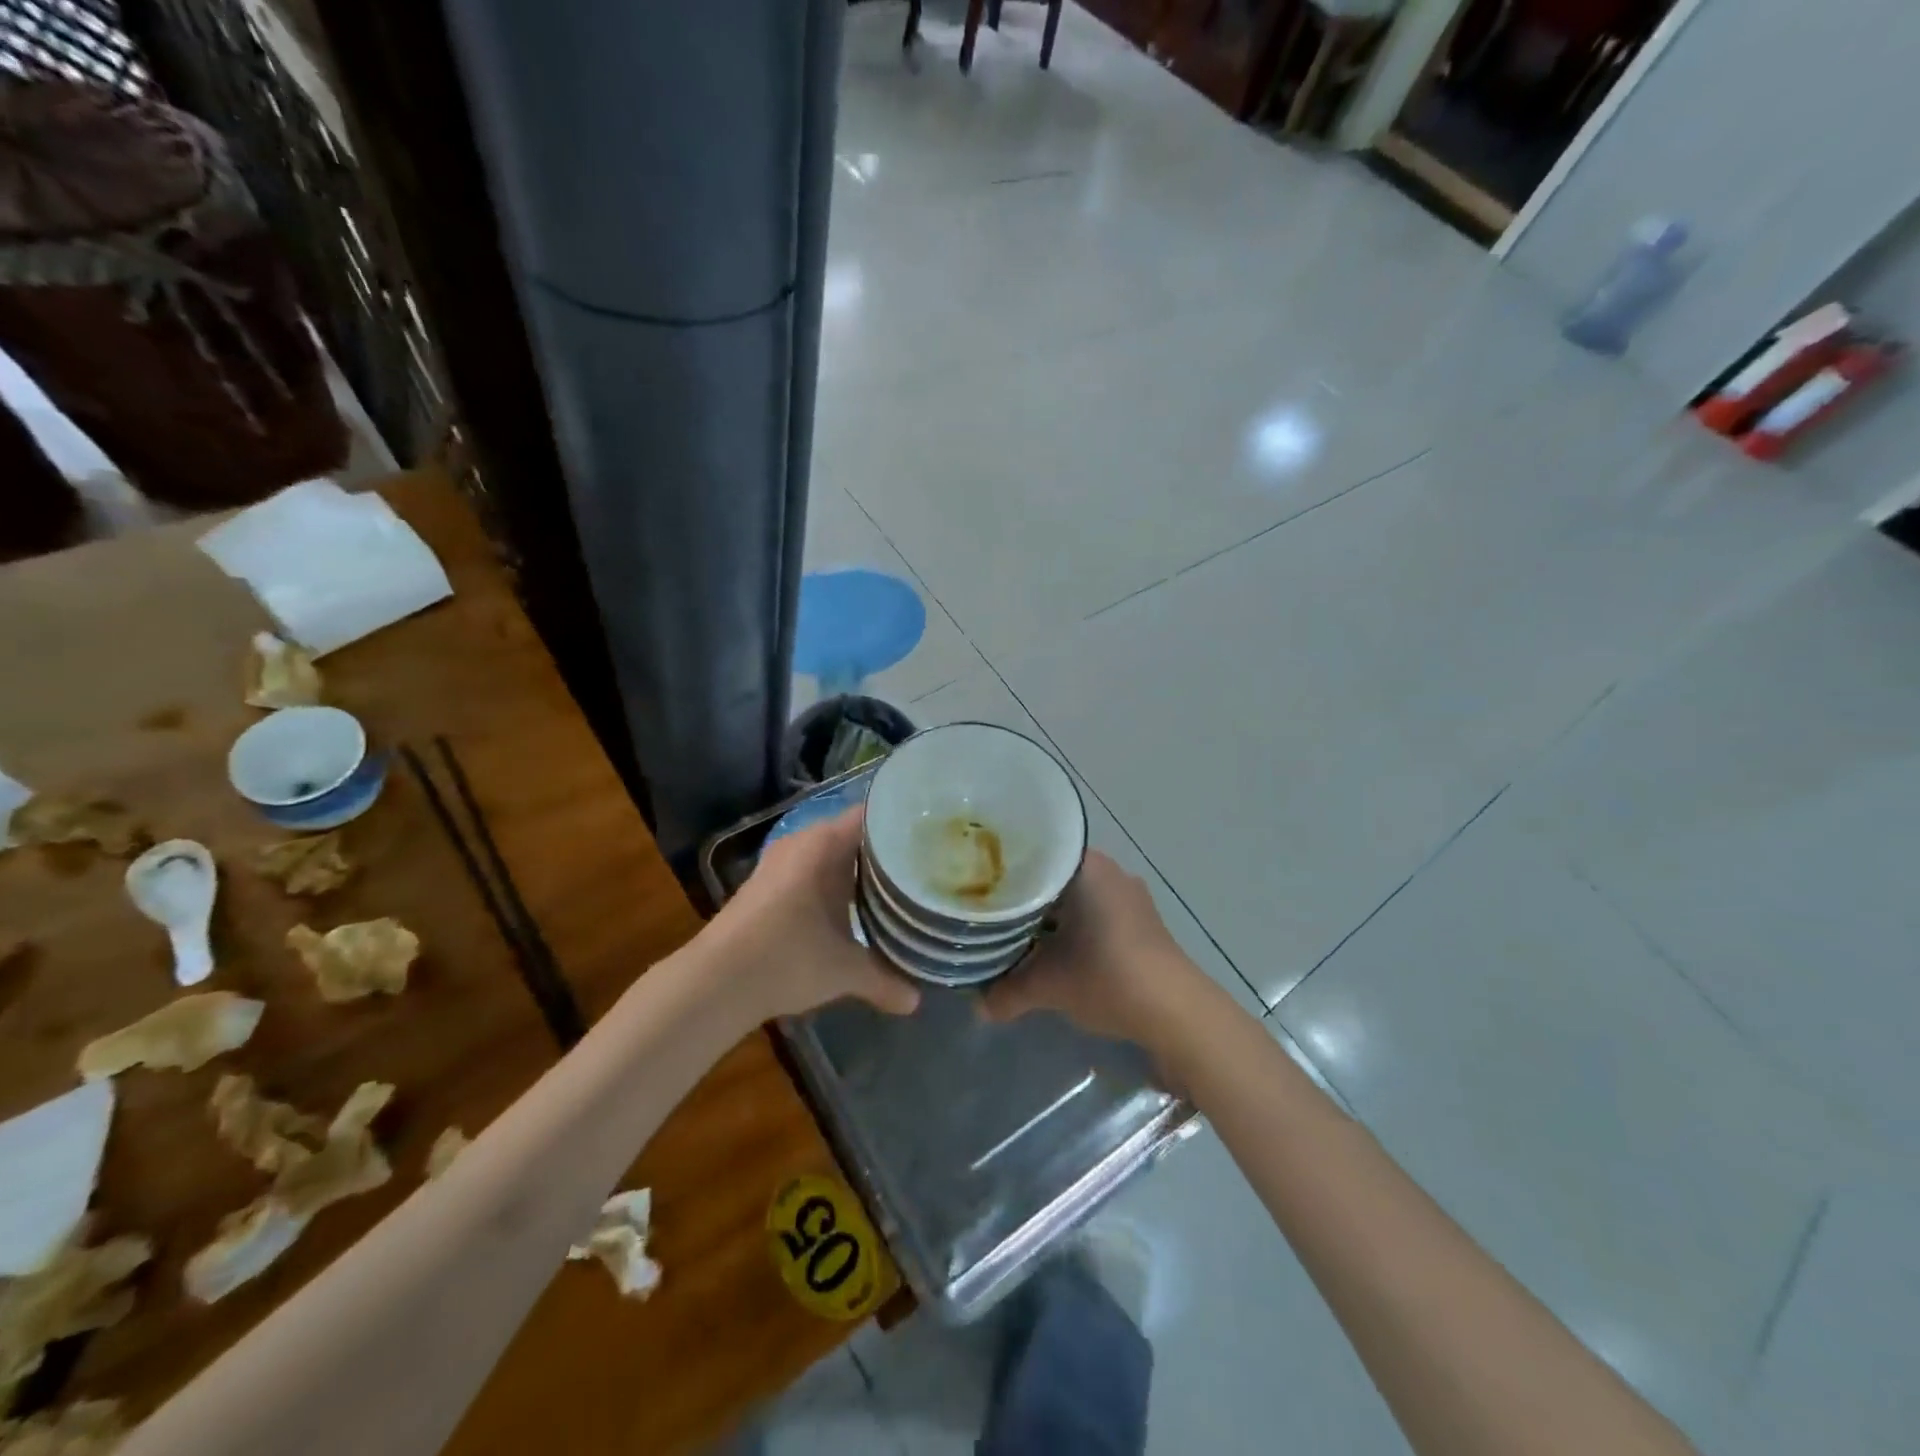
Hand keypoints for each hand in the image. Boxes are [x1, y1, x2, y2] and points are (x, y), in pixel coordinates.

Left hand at [704, 806, 920, 1022]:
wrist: (714, 982)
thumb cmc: (787, 959)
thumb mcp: (844, 971)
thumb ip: (885, 980)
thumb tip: (917, 1001)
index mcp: (824, 844)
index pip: (873, 815)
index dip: (904, 823)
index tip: (934, 837)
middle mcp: (802, 842)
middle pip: (854, 834)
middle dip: (886, 849)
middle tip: (925, 864)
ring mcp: (780, 862)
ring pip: (831, 854)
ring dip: (858, 868)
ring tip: (897, 884)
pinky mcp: (766, 885)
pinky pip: (812, 869)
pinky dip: (834, 882)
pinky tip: (852, 905)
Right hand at [980, 851, 1205, 1052]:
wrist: (1176, 1012)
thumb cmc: (1106, 976)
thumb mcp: (1049, 986)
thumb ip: (1008, 992)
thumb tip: (979, 1006)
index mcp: (1086, 867)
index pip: (1035, 854)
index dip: (1004, 871)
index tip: (979, 885)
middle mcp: (1110, 870)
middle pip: (1054, 877)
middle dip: (1025, 897)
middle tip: (990, 912)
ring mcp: (1130, 896)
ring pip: (1076, 897)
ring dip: (1051, 916)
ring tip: (1016, 933)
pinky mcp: (1142, 922)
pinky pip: (1096, 913)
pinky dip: (1075, 927)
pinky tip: (1056, 950)